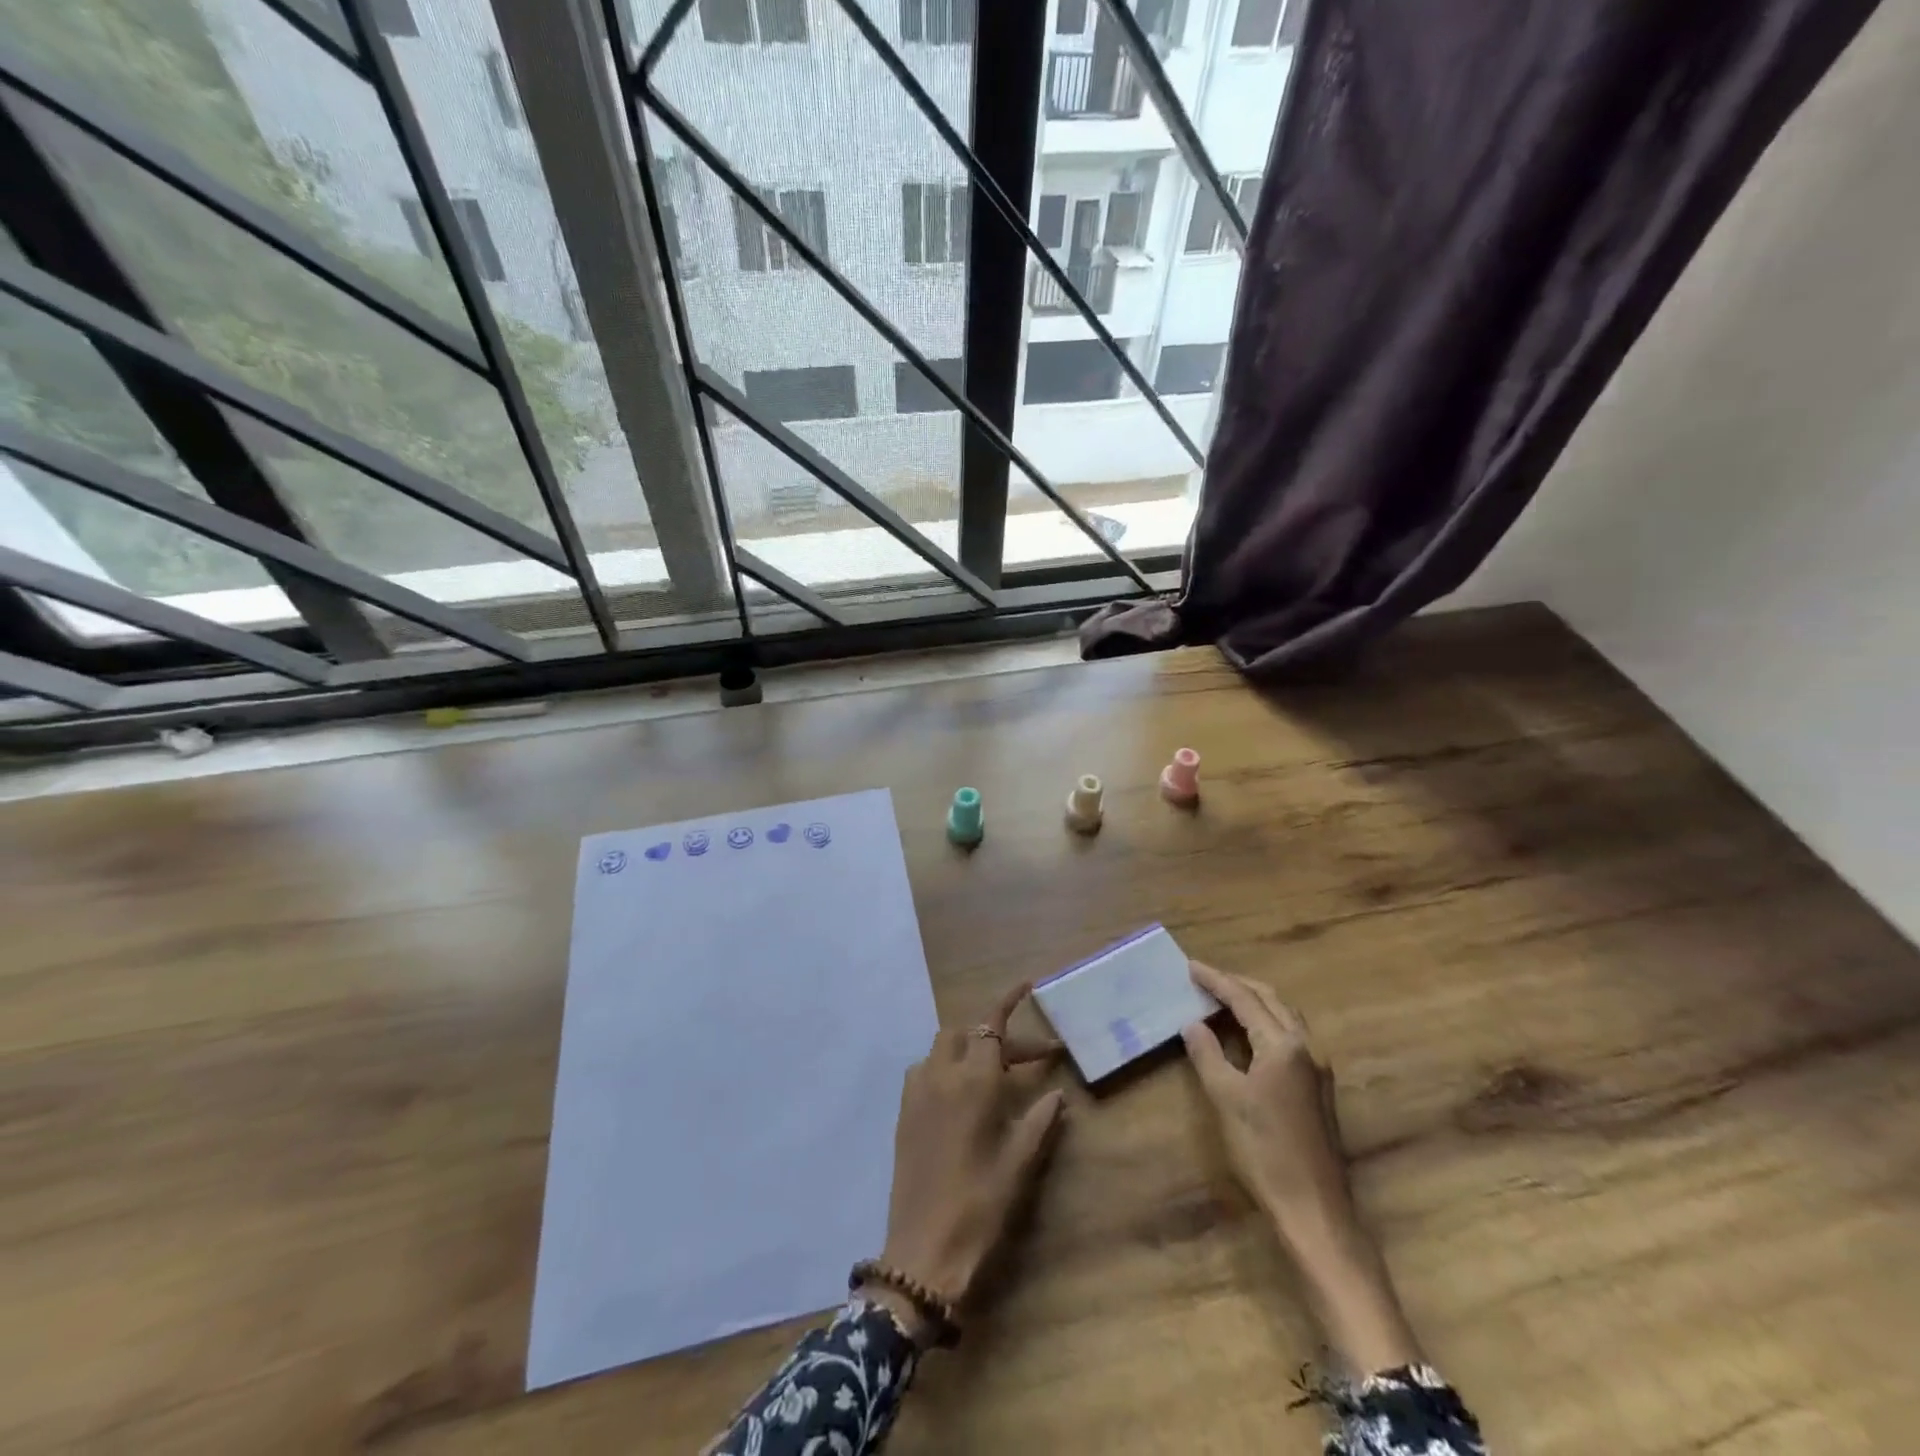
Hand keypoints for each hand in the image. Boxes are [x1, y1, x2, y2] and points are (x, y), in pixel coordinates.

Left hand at [866, 983, 1065, 1336]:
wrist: (923, 1250)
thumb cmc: (980, 1205)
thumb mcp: (1019, 1163)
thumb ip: (1039, 1120)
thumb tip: (1056, 1093)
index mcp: (973, 1081)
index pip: (991, 1025)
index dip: (1008, 1000)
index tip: (1028, 985)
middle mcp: (941, 1075)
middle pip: (966, 1031)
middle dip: (996, 1033)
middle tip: (1027, 1059)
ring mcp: (917, 1091)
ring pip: (943, 1046)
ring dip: (969, 1047)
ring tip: (995, 1072)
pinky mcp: (904, 1111)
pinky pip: (926, 1069)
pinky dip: (947, 1066)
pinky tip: (962, 1094)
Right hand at [1181, 962, 1351, 1241]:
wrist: (1314, 1209)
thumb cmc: (1265, 1151)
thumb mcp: (1226, 1098)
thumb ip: (1208, 1054)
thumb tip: (1193, 1023)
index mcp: (1283, 1045)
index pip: (1244, 999)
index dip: (1216, 980)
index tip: (1190, 966)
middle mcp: (1306, 1047)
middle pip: (1271, 999)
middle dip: (1237, 984)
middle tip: (1205, 978)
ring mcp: (1317, 1067)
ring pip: (1284, 1016)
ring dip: (1254, 1001)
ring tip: (1222, 998)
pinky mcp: (1318, 1087)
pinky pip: (1290, 1035)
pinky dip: (1265, 1022)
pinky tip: (1247, 1034)